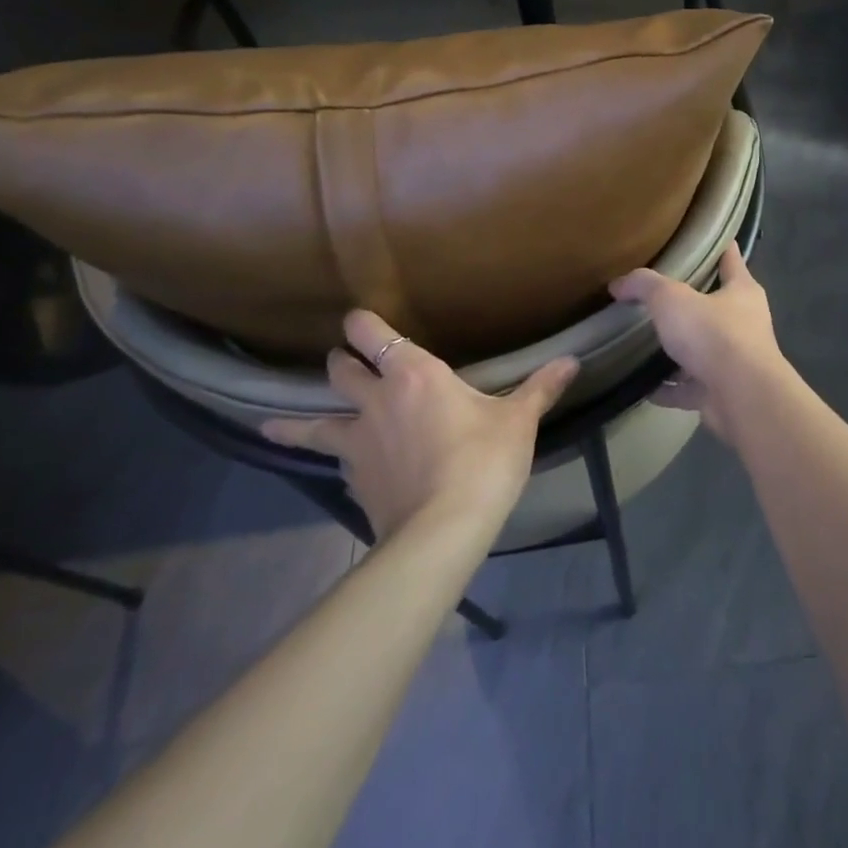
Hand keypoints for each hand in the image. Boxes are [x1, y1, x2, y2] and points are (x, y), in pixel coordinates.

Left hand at [262, 311, 578, 542]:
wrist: (443, 529)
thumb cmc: (484, 460)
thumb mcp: (518, 421)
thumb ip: (540, 388)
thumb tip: (572, 360)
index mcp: (414, 375)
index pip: (371, 335)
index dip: (361, 323)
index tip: (357, 318)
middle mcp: (375, 401)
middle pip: (340, 371)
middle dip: (342, 362)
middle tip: (347, 363)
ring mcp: (357, 443)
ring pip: (314, 423)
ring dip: (299, 421)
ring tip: (275, 424)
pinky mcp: (353, 480)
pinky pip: (336, 462)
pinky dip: (336, 460)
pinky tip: (342, 470)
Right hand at [609, 242, 788, 433]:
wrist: (741, 397)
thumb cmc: (713, 335)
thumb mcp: (672, 298)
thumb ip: (644, 286)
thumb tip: (618, 284)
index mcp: (742, 291)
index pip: (731, 258)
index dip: (719, 246)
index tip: (702, 238)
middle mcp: (745, 323)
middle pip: (716, 305)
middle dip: (691, 302)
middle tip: (658, 295)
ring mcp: (735, 361)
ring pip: (703, 350)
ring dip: (679, 350)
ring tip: (646, 343)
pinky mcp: (722, 392)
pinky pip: (690, 388)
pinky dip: (669, 389)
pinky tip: (644, 387)